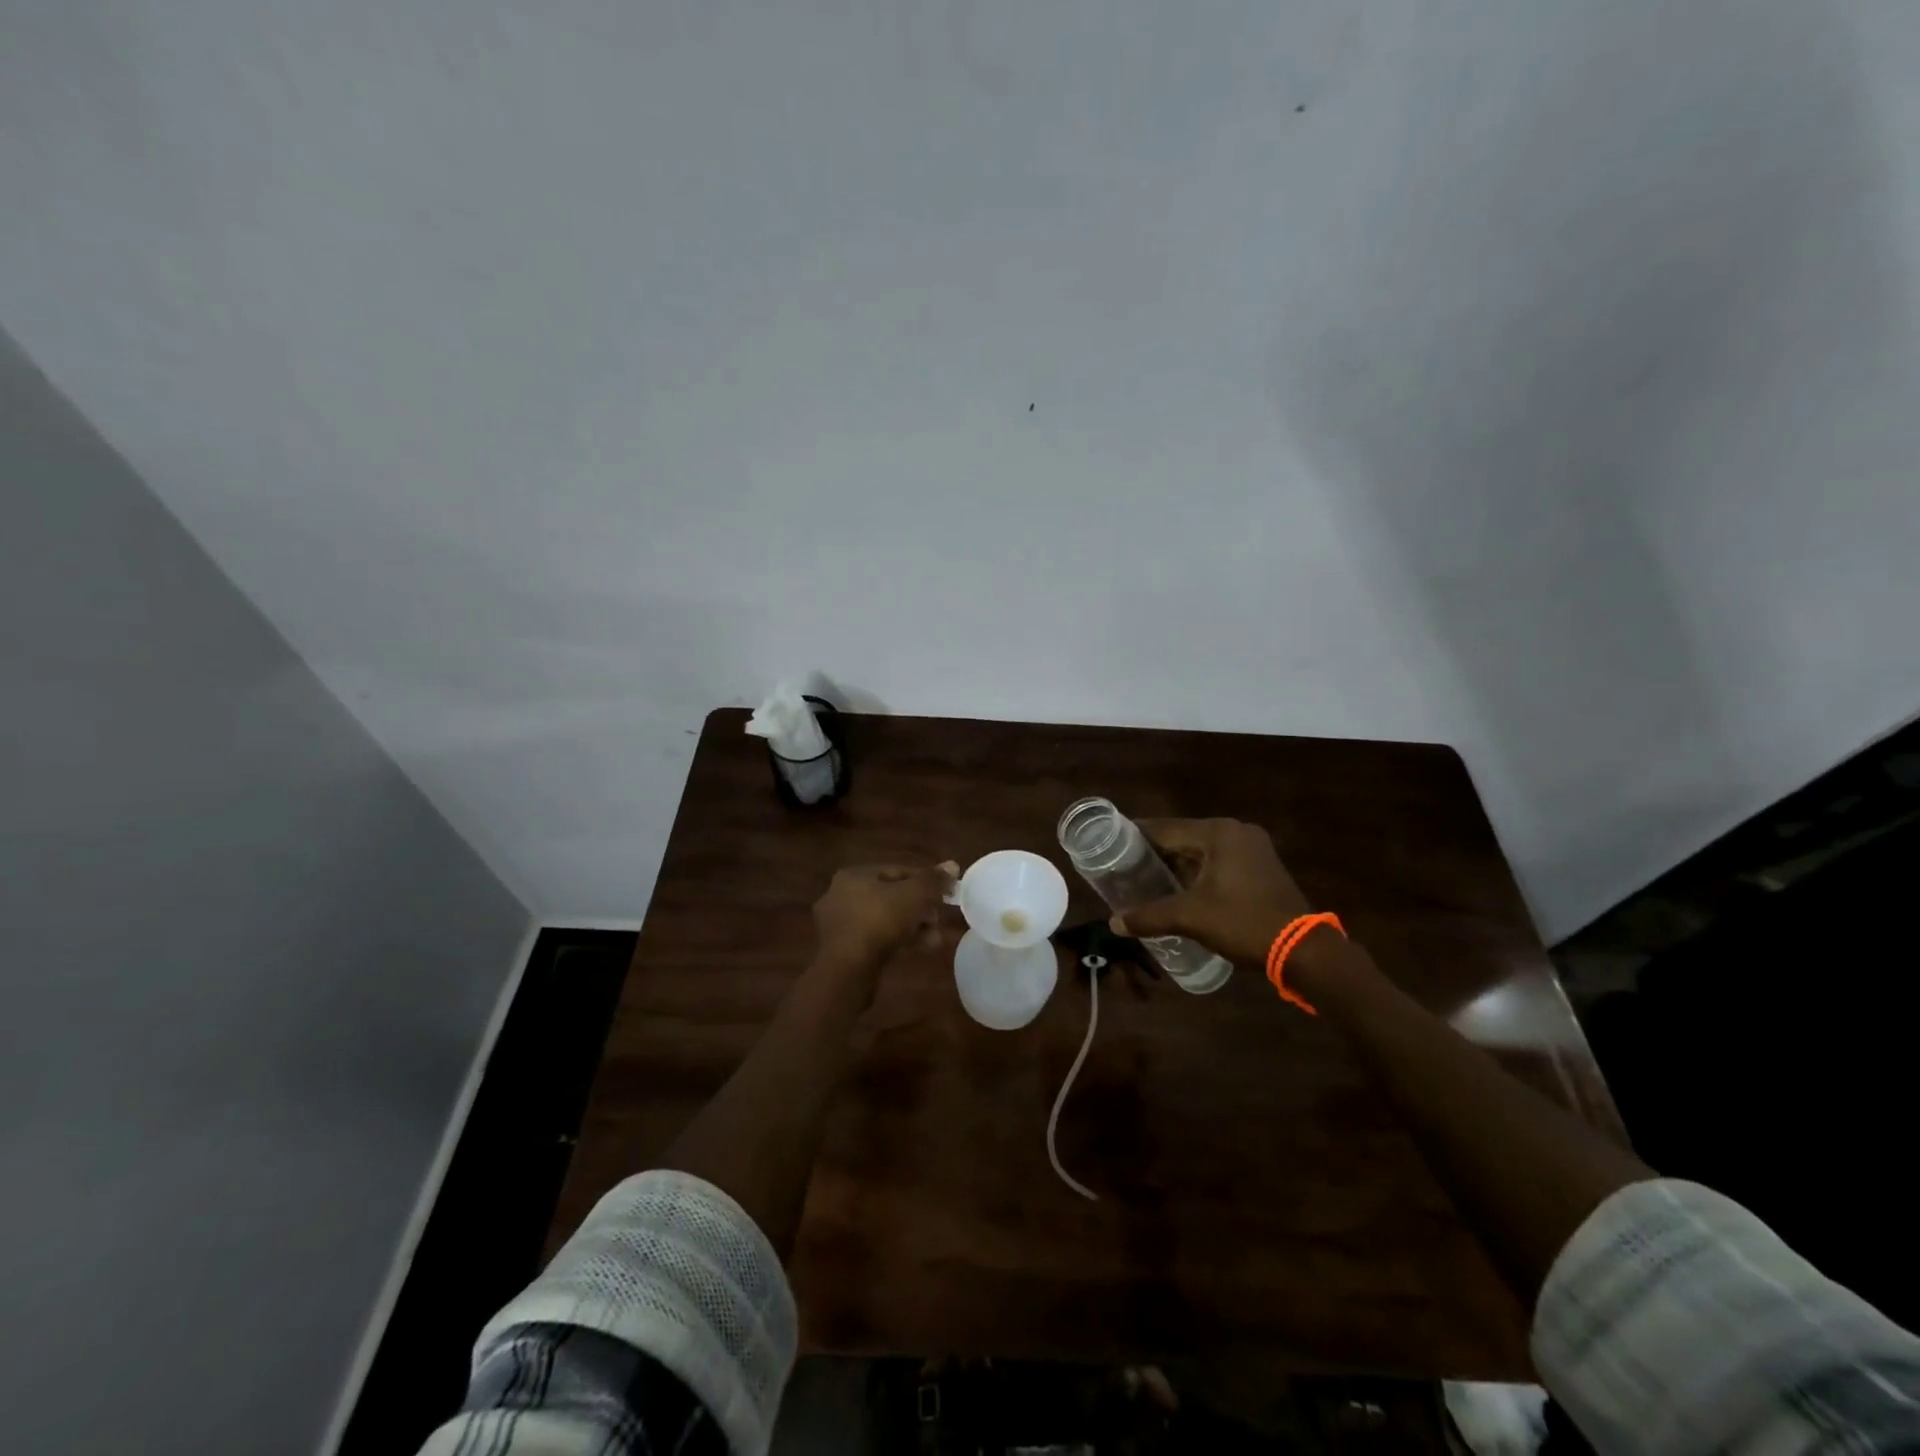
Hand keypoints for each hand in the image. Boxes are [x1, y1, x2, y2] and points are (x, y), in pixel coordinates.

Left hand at [812, 863, 955, 965]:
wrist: (847, 969)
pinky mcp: (841, 950)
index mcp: (854, 875)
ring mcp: (839, 924)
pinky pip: (875, 938)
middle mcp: (841, 895)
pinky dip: (896, 941)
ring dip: (912, 927)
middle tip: (937, 920)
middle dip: (919, 908)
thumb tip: (952, 865)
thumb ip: (933, 880)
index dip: (925, 881)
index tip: (945, 895)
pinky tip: (917, 949)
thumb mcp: (914, 895)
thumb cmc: (880, 921)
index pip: (898, 871)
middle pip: (891, 896)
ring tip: (933, 939)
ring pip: (885, 919)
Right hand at [1111, 818, 1311, 966]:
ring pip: (1202, 849)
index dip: (1136, 837)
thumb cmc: (1243, 923)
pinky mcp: (1262, 865)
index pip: (1165, 828)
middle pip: (1183, 837)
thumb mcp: (1191, 918)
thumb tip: (1114, 923)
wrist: (1303, 950)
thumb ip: (1149, 916)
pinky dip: (1199, 870)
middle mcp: (1235, 831)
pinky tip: (1181, 887)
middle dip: (1155, 853)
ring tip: (1147, 878)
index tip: (1110, 845)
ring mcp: (1253, 847)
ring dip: (1177, 863)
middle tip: (1125, 867)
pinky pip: (1219, 860)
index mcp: (1218, 833)